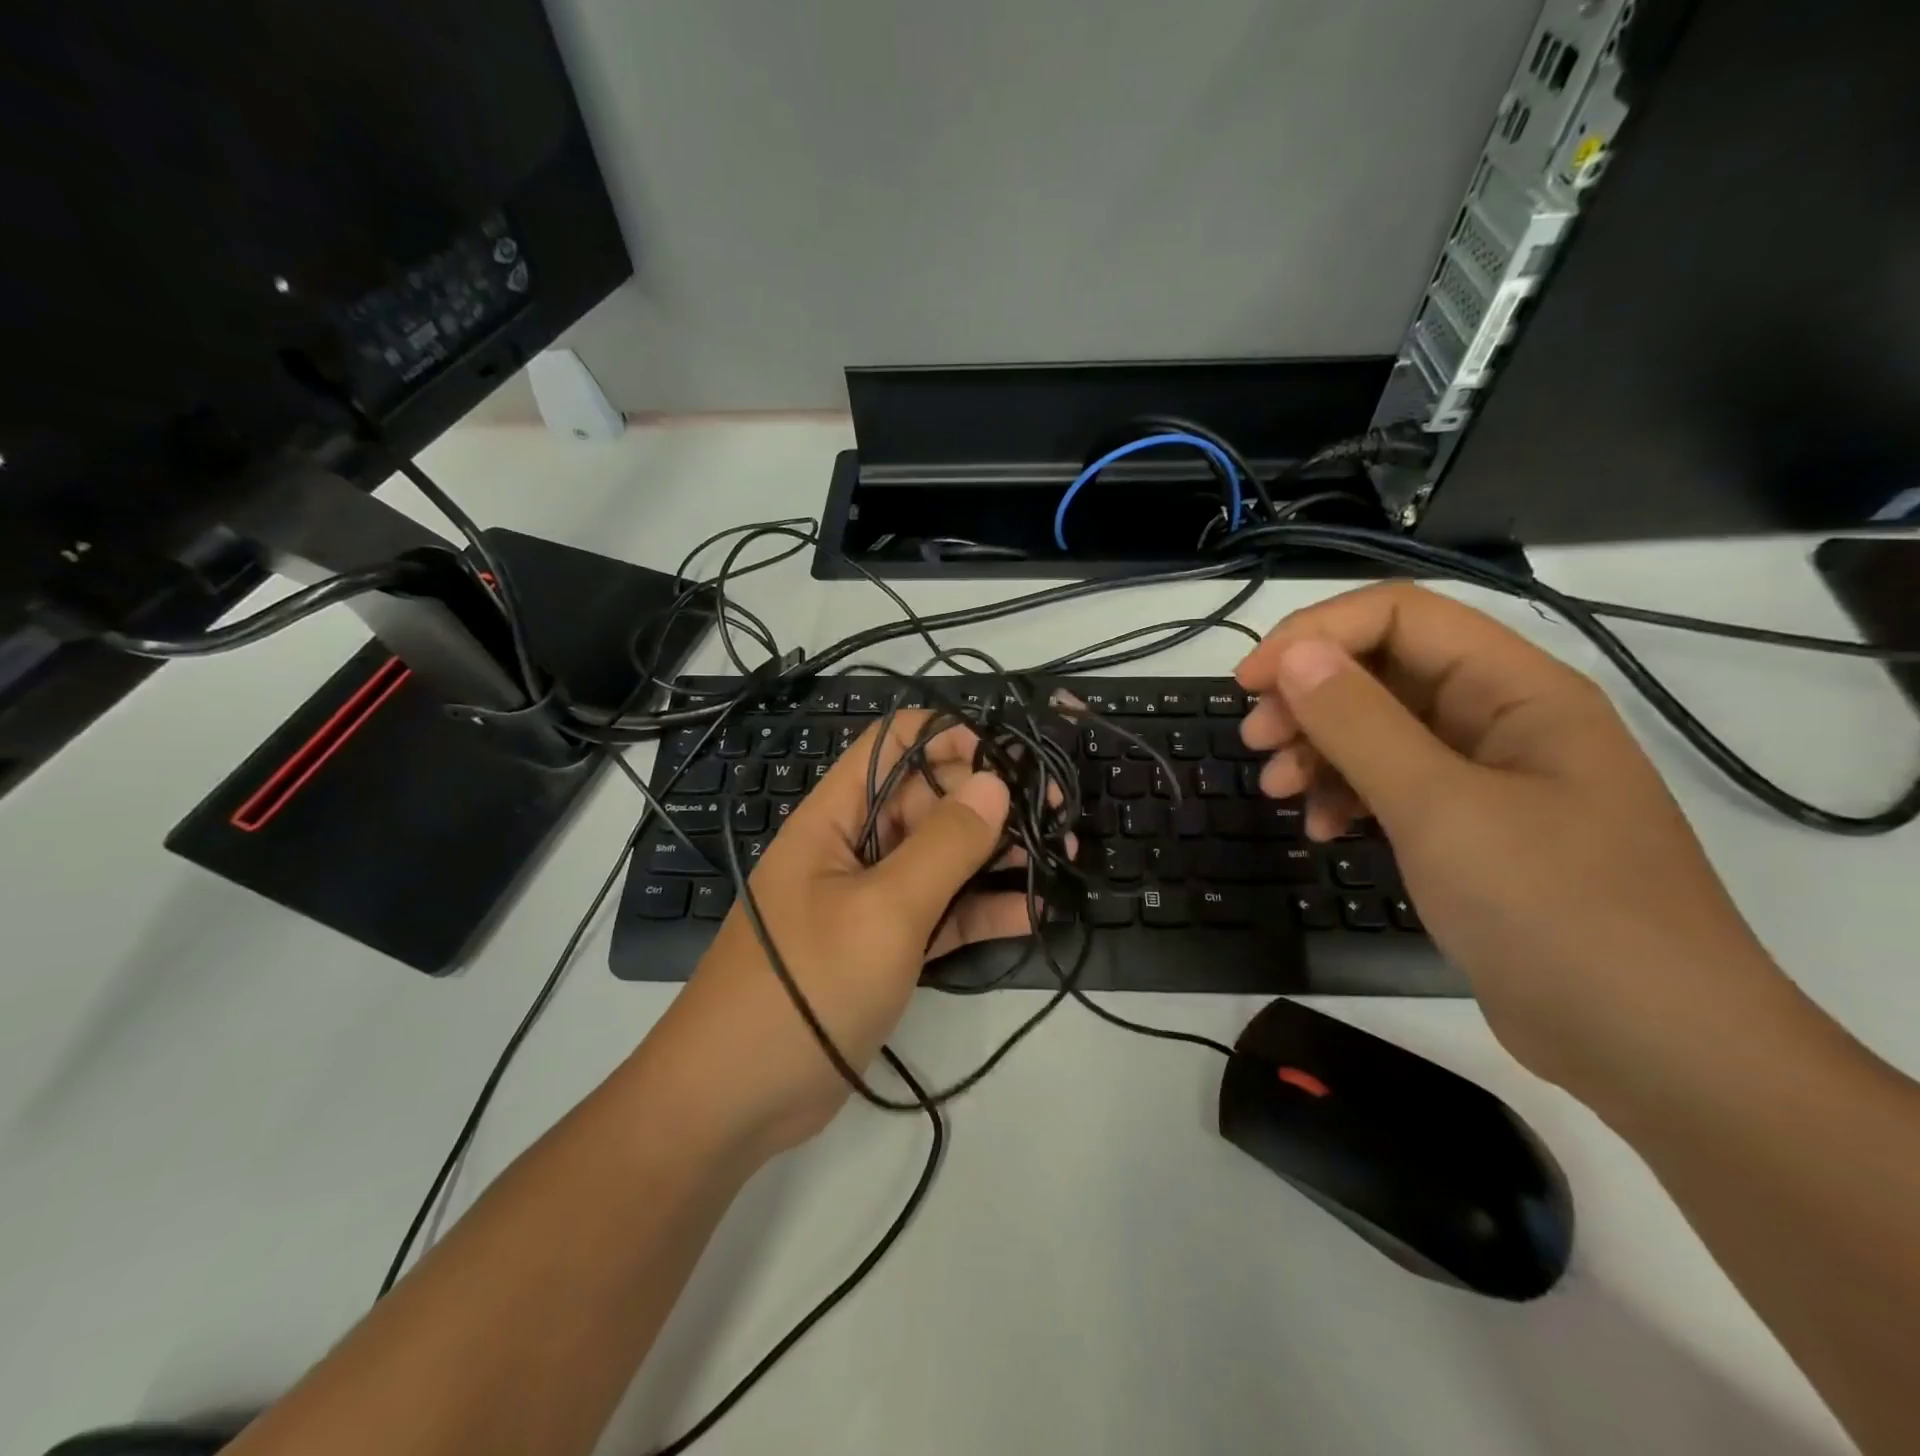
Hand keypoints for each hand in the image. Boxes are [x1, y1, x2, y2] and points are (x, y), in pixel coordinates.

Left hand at [644, 711, 1032, 1157]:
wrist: (738, 1096)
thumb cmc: (807, 984)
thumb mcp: (883, 910)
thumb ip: (944, 844)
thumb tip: (994, 781)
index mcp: (837, 817)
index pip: (894, 745)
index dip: (950, 737)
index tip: (1012, 754)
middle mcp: (855, 847)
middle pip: (928, 801)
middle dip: (989, 800)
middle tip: (1056, 811)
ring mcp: (872, 900)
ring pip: (942, 859)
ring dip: (996, 855)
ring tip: (1061, 856)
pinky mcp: (887, 947)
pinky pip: (942, 914)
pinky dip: (982, 911)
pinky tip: (1033, 913)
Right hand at [1235, 583, 1783, 1094]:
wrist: (1649, 1048)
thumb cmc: (1553, 910)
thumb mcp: (1441, 808)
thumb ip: (1361, 723)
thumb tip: (1294, 654)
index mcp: (1516, 689)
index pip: (1398, 617)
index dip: (1315, 635)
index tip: (1250, 683)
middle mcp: (1501, 719)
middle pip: (1382, 672)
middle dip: (1308, 698)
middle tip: (1255, 741)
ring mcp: (1485, 778)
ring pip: (1378, 731)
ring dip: (1318, 750)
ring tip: (1277, 791)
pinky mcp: (1468, 830)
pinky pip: (1389, 786)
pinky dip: (1345, 798)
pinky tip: (1323, 830)